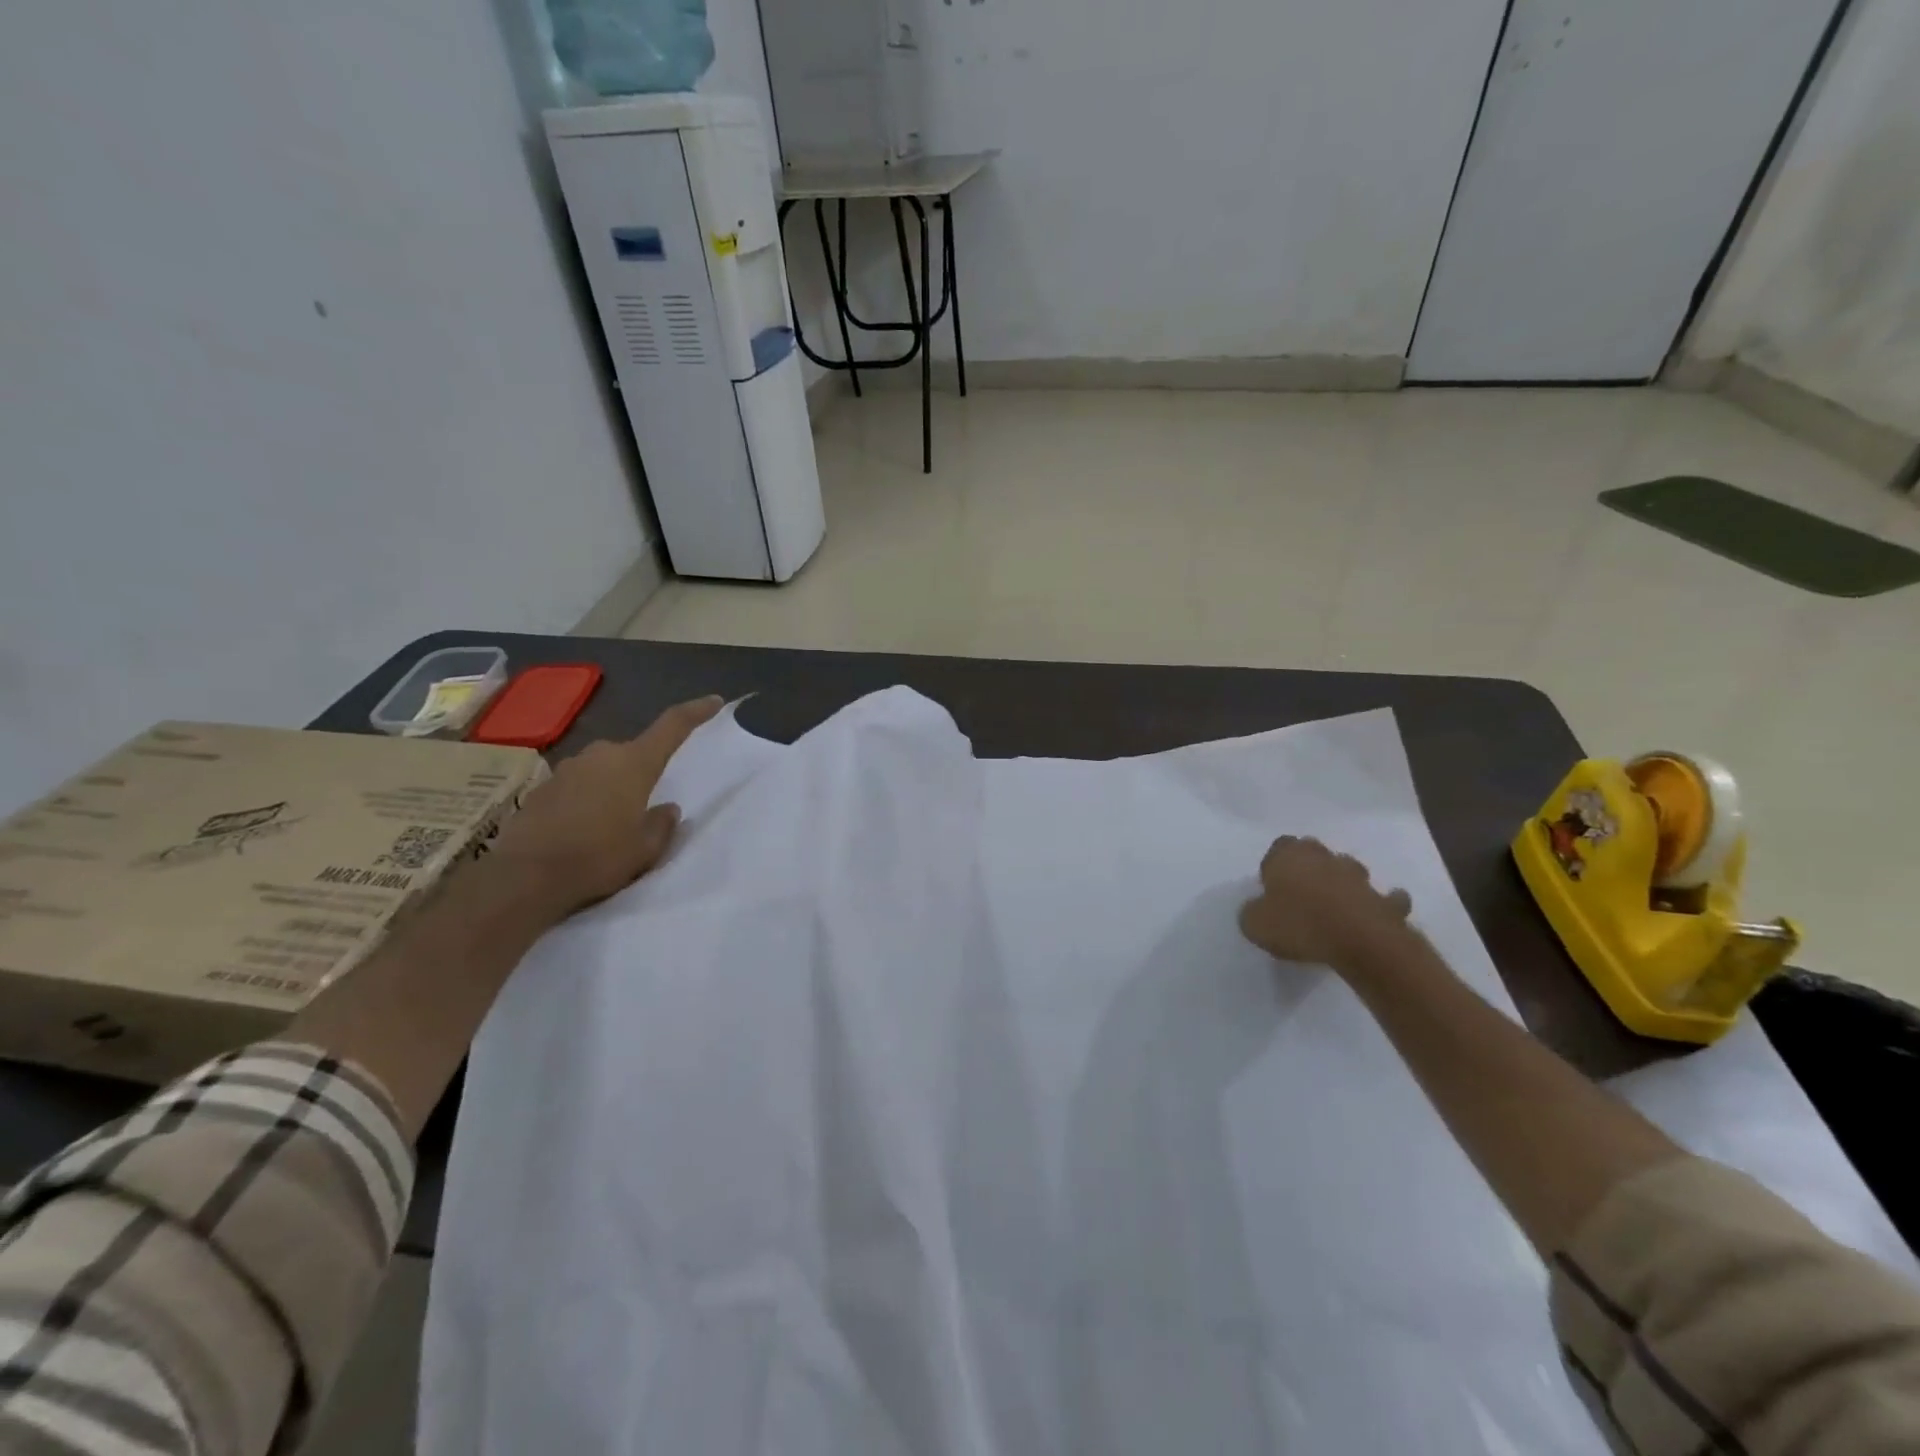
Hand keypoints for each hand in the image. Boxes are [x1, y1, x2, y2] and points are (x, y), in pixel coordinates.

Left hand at [490, 695, 723, 915]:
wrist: (524, 877)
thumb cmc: (597, 858)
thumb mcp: (645, 849)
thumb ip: (661, 824)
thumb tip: (667, 809)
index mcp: (634, 764)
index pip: (672, 726)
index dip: (695, 712)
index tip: (714, 701)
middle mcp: (601, 755)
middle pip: (633, 752)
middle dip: (642, 771)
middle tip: (645, 806)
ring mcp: (567, 769)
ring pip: (602, 769)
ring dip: (612, 787)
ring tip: (612, 824)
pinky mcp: (543, 788)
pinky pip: (576, 786)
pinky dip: (585, 800)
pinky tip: (581, 831)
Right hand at [1238, 835, 1413, 970]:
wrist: (1359, 941)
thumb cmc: (1299, 925)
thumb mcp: (1255, 924)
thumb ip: (1252, 912)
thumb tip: (1257, 909)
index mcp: (1288, 857)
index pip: (1279, 846)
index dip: (1275, 864)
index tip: (1272, 885)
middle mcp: (1324, 858)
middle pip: (1314, 852)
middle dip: (1309, 866)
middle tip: (1301, 892)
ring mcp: (1358, 877)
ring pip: (1348, 870)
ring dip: (1342, 882)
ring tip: (1334, 905)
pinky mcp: (1385, 900)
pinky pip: (1384, 899)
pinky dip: (1380, 904)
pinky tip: (1374, 915)